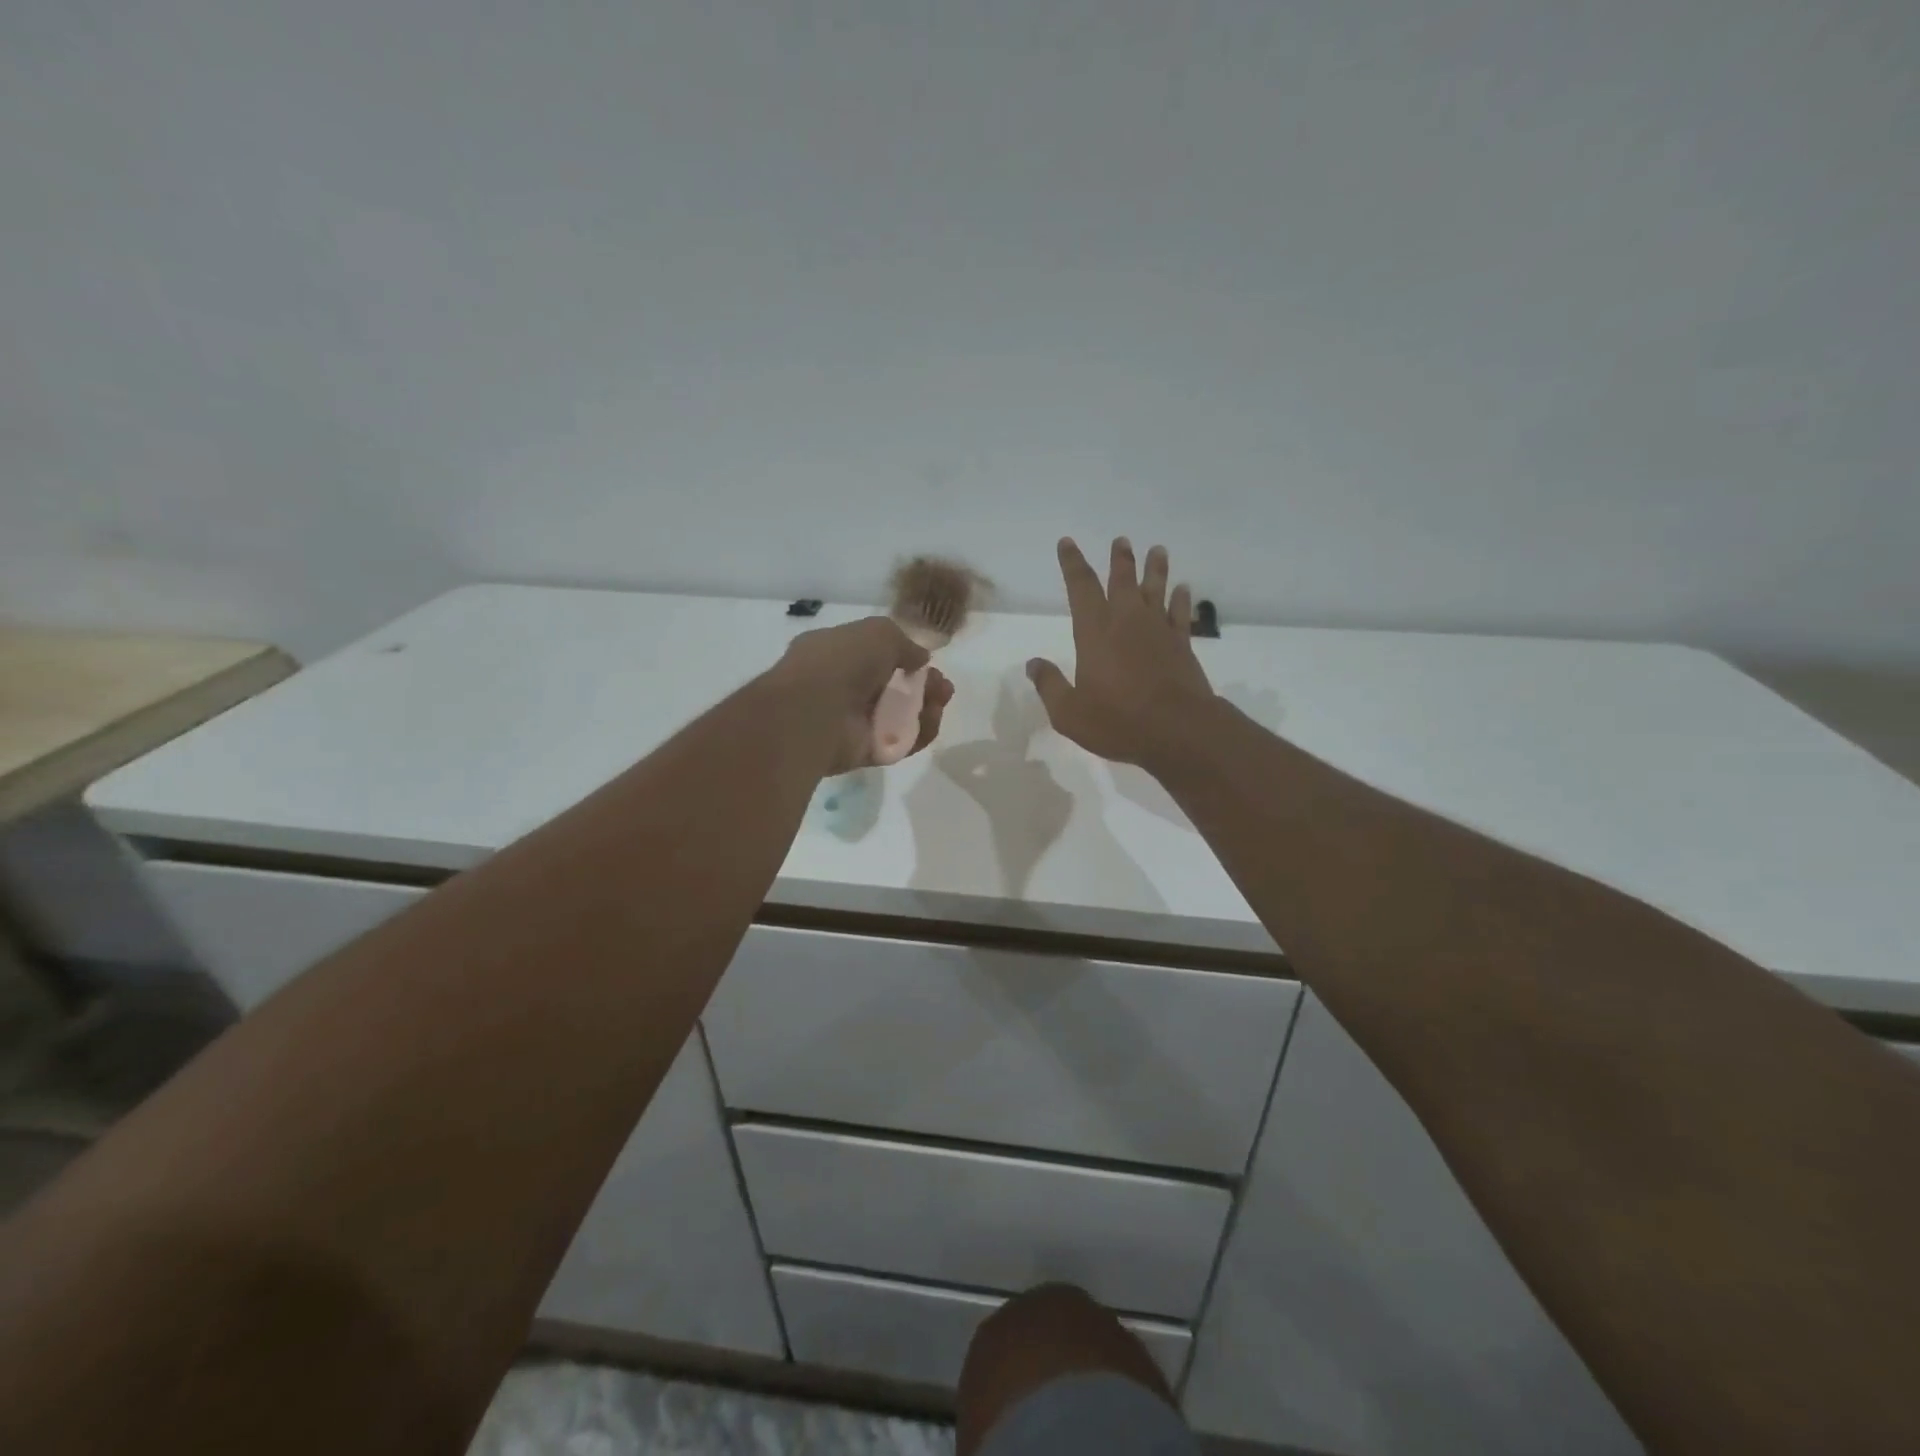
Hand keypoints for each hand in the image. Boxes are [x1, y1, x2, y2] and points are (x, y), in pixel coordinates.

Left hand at [775, 616, 954, 773]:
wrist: (814, 711)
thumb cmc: (840, 662)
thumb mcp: (878, 633)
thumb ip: (904, 643)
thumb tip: (920, 659)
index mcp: (835, 654)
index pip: (874, 657)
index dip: (904, 659)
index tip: (928, 662)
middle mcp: (842, 688)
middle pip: (892, 688)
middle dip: (923, 686)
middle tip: (942, 687)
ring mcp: (852, 722)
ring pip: (899, 717)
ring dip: (925, 708)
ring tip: (940, 701)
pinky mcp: (864, 751)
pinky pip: (899, 743)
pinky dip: (919, 733)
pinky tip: (931, 719)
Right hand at [1027, 537, 1214, 768]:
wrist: (1177, 731)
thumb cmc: (1117, 721)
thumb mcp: (1069, 713)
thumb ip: (1050, 685)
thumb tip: (1033, 664)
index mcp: (1094, 632)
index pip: (1080, 587)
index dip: (1072, 563)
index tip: (1067, 543)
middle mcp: (1127, 621)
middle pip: (1122, 581)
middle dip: (1119, 559)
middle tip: (1121, 540)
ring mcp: (1158, 631)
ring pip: (1156, 590)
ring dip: (1155, 569)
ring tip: (1157, 550)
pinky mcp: (1182, 645)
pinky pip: (1180, 614)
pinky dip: (1181, 600)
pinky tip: (1184, 589)